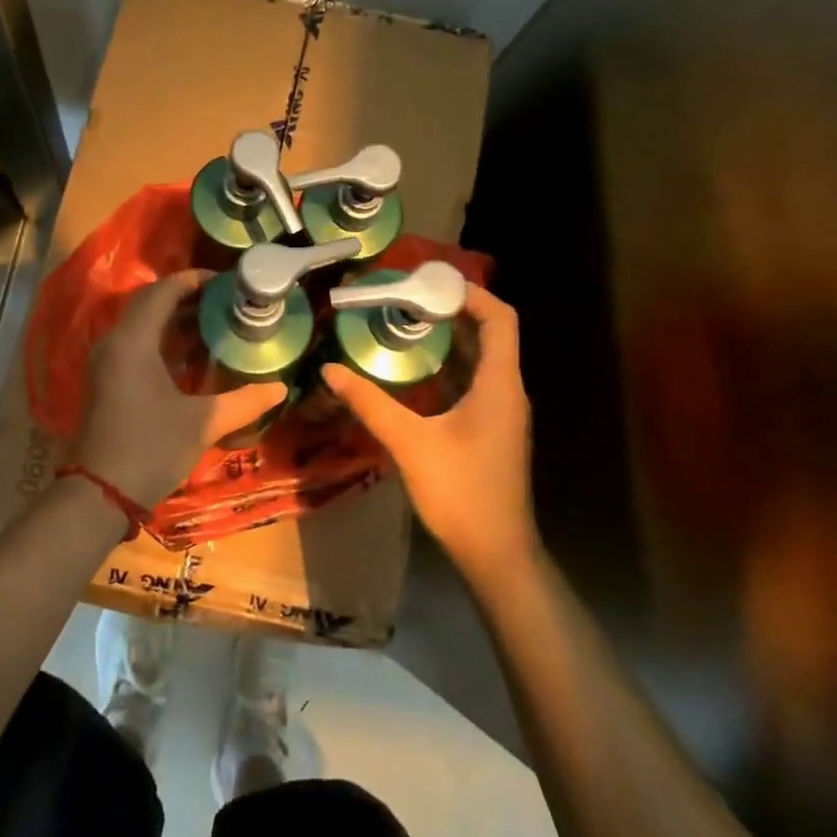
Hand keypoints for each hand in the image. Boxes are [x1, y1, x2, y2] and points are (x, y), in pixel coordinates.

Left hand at [74, 271, 287, 507]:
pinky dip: (163, 341)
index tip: (227, 283)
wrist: (99, 495)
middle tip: (227, 303)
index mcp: (133, 341)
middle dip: (188, 299)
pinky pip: (136, 345)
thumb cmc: (150, 449)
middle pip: (151, 305)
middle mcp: (114, 343)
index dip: (194, 281)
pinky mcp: (107, 381)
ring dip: (175, 321)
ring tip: (216, 324)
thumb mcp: (202, 424)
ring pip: (142, 326)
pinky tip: (192, 356)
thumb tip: (281, 388)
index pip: (162, 292)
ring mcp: (106, 363)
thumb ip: (243, 402)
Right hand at [321, 285, 535, 582]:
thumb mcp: (409, 443)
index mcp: (499, 385)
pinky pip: (472, 384)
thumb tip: (329, 370)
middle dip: (451, 312)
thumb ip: (370, 403)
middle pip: (490, 334)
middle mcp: (507, 392)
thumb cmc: (460, 493)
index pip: (500, 319)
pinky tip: (412, 373)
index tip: (430, 283)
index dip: (472, 294)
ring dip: (447, 340)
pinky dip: (447, 368)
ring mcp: (501, 413)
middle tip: (405, 300)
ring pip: (480, 361)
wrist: (495, 552)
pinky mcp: (491, 430)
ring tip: (403, 325)